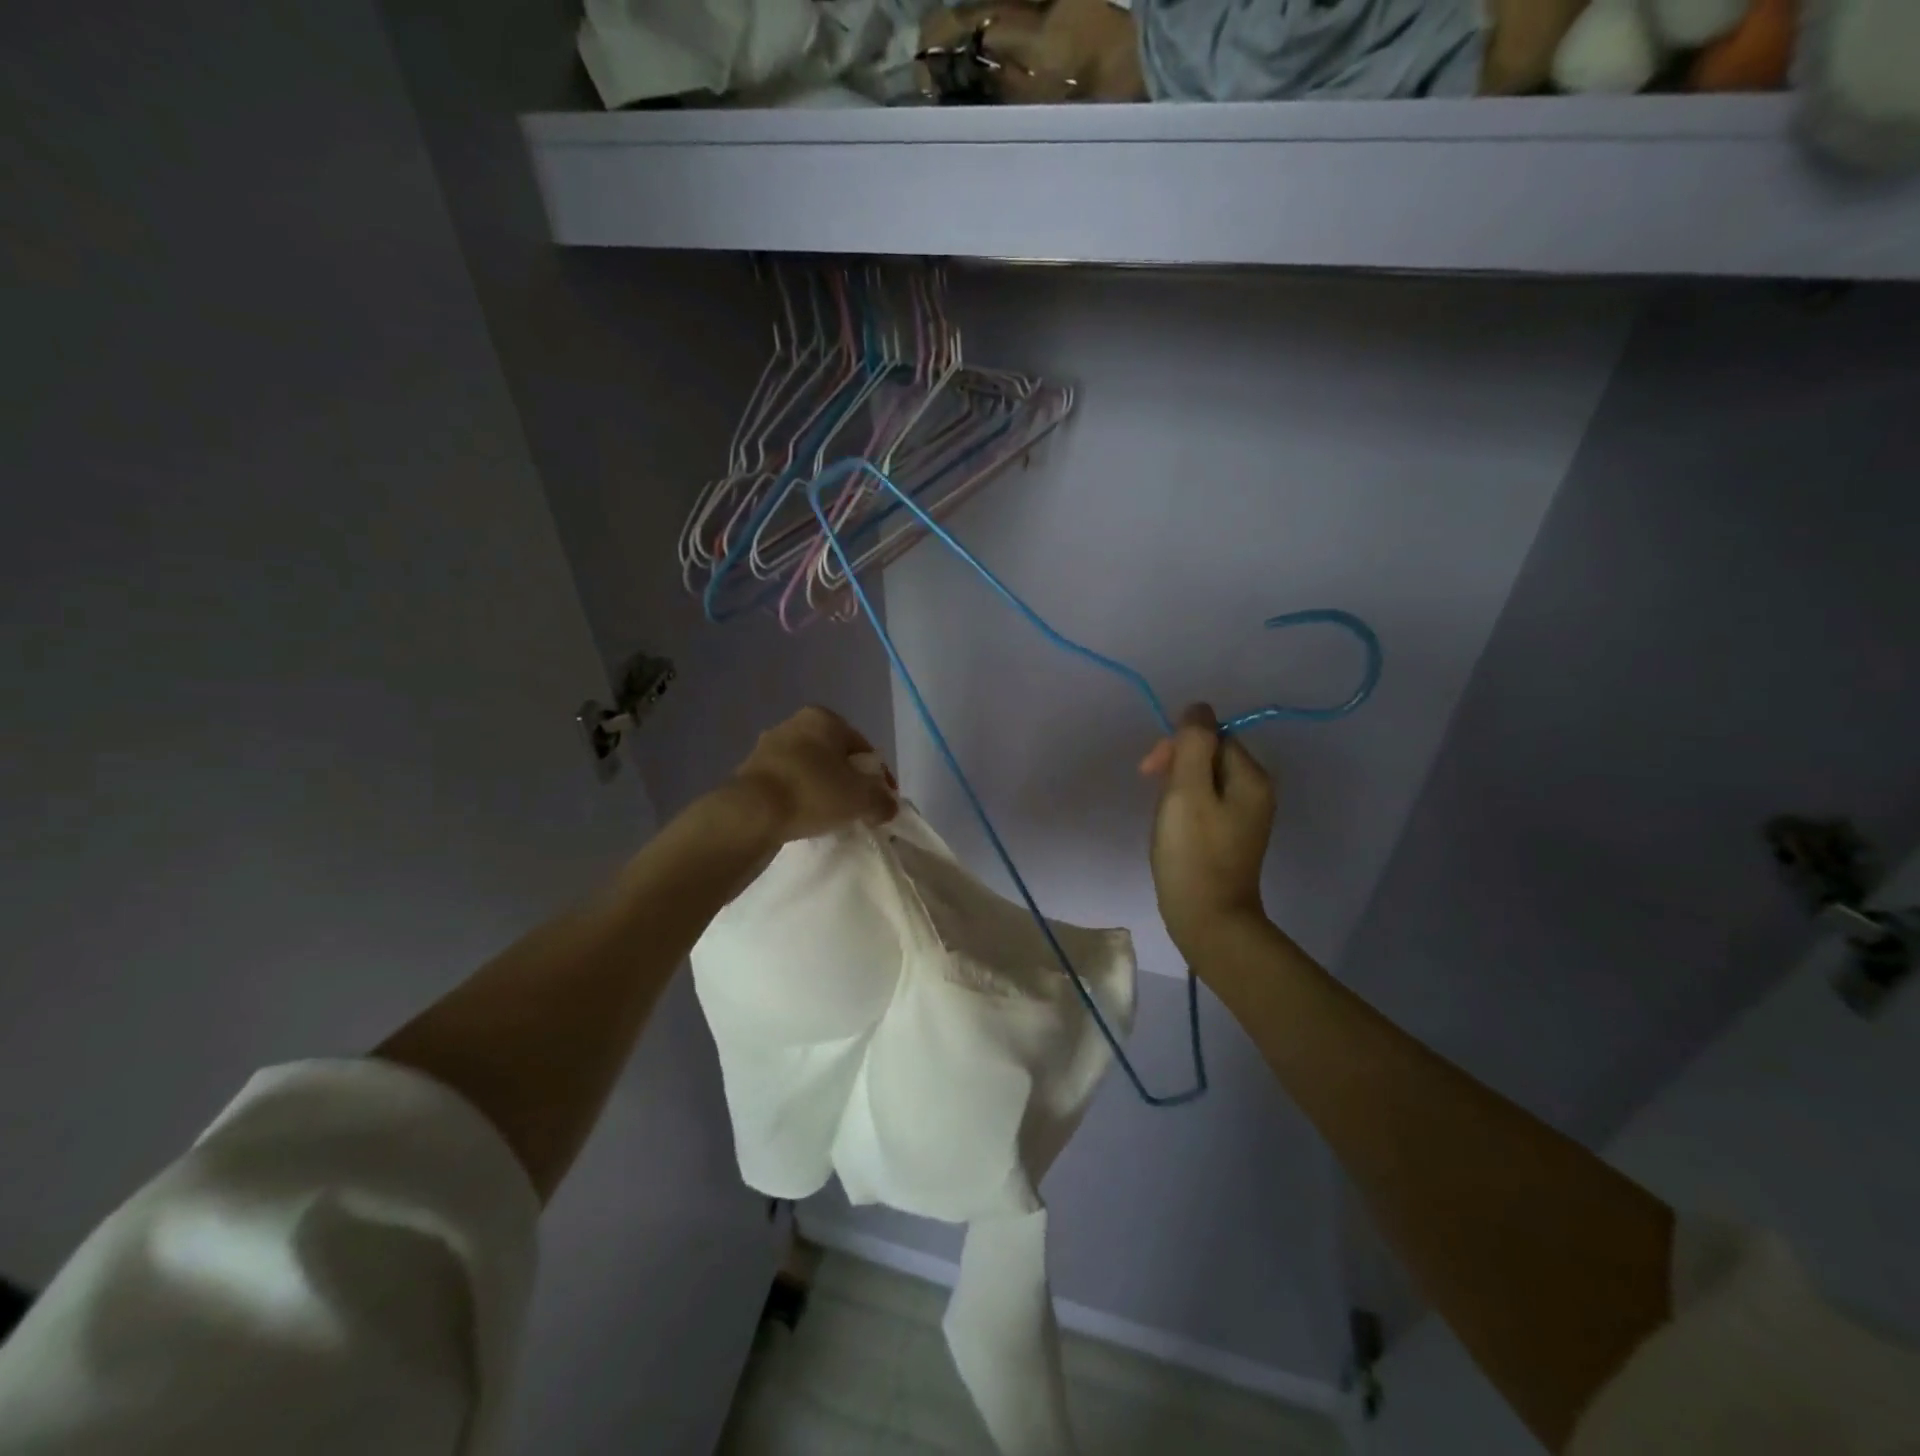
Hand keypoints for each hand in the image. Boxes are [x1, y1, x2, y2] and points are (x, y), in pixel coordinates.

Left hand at [732, 706, 898, 844]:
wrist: (751, 813)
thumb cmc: (813, 793)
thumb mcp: (862, 799)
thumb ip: (883, 801)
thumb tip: (887, 806)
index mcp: (824, 718)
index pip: (863, 747)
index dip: (876, 777)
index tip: (879, 802)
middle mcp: (794, 723)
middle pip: (835, 757)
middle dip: (847, 781)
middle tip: (856, 810)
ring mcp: (768, 746)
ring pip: (809, 770)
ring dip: (821, 790)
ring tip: (829, 818)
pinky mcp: (750, 771)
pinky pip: (787, 784)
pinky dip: (798, 798)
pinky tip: (802, 818)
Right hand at [1140, 704, 1275, 962]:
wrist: (1207, 919)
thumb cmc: (1193, 854)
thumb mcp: (1187, 791)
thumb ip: (1192, 744)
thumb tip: (1198, 708)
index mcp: (1251, 777)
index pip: (1213, 736)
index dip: (1179, 745)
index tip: (1151, 771)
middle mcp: (1255, 791)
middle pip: (1211, 755)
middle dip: (1176, 765)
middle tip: (1151, 789)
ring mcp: (1245, 816)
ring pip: (1205, 780)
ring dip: (1177, 787)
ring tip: (1162, 815)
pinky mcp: (1231, 836)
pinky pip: (1206, 803)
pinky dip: (1184, 807)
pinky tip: (1171, 827)